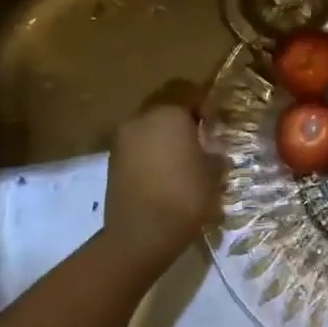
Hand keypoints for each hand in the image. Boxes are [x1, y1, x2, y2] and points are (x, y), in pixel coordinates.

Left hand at [103, 102, 224, 272]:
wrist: (140, 235)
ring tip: (181, 158)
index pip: (187, 90)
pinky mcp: (112, 162)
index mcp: (169, 112)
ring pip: (149, 126)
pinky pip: (137, 146)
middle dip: (181, 117)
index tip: (215, 120)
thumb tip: (210, 147)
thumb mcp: (214, 172)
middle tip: (199, 136)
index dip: (204, 102)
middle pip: (164, 105)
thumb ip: (214, 151)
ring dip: (164, 135)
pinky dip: (151, 152)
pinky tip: (164, 173)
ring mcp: (122, 140)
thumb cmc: (185, 196)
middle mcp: (141, 118)